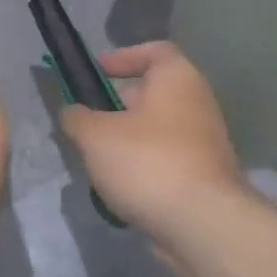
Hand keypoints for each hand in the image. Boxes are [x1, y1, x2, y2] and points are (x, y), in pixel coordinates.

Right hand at [59, 42, 253, 243]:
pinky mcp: (203, 179)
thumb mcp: (96, 135)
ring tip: (95, 158)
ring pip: (157, 131)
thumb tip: (72, 113)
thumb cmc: (148, 162)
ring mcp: (204, 145)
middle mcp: (197, 105)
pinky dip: (142, 169)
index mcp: (177, 80)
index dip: (124, 56)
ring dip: (127, 140)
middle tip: (87, 119)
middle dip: (118, 104)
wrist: (202, 225)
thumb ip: (77, 118)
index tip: (97, 71)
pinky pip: (165, 162)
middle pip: (154, 93)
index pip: (156, 51)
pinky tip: (117, 188)